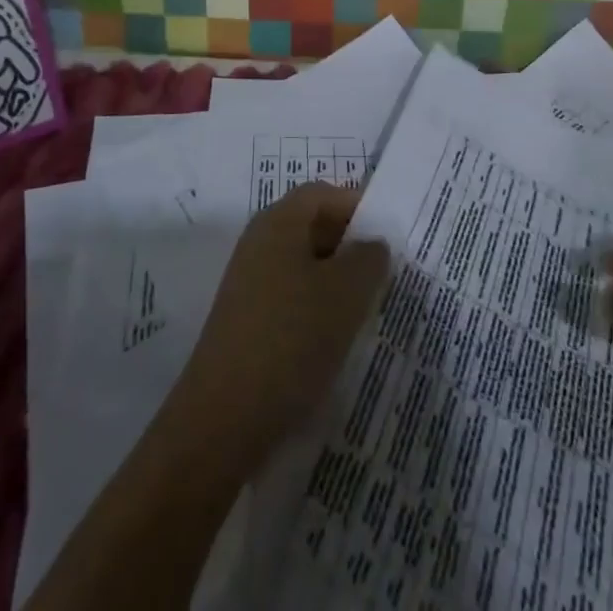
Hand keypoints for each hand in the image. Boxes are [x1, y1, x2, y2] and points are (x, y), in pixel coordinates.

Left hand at [172, 183, 390, 464]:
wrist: (223, 419)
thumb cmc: (291, 339)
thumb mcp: (346, 293)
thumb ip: (368, 259)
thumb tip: (371, 244)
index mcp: (278, 222)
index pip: (322, 193)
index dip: (357, 205)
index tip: (389, 234)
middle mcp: (259, 243)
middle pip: (311, 226)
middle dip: (350, 244)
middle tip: (386, 272)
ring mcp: (249, 284)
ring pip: (303, 265)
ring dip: (336, 280)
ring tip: (368, 308)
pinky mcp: (247, 321)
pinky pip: (291, 297)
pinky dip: (317, 308)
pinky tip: (336, 339)